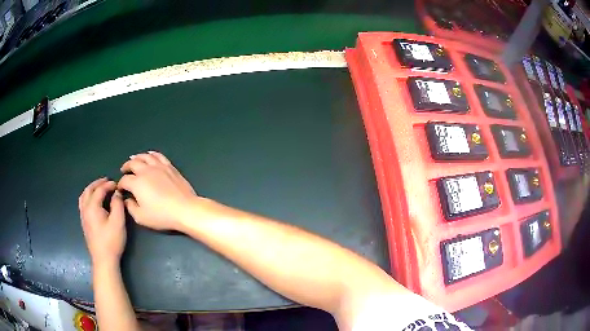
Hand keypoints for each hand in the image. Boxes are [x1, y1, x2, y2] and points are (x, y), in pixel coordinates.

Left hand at [79, 178, 125, 266]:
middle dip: (98, 184)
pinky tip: (93, 201)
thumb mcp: (118, 222)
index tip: (117, 185)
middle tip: (107, 181)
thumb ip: (117, 204)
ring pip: (84, 196)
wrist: (104, 259)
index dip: (108, 185)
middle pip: (88, 190)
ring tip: (99, 188)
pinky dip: (88, 197)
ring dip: (91, 189)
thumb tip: (116, 193)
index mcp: (92, 207)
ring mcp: (83, 216)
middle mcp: (85, 209)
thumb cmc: (112, 241)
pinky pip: (83, 203)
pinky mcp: (84, 223)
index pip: (99, 190)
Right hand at [117, 151, 198, 230]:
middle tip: (123, 170)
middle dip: (126, 166)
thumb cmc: (161, 215)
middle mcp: (146, 171)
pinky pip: (159, 156)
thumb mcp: (141, 217)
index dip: (120, 184)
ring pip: (145, 157)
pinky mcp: (170, 167)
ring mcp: (159, 167)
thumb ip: (131, 207)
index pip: (125, 180)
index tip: (120, 188)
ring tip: (133, 159)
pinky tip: (150, 155)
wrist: (184, 209)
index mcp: (137, 183)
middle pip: (133, 164)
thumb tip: (127, 200)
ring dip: (137, 157)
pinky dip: (152, 154)